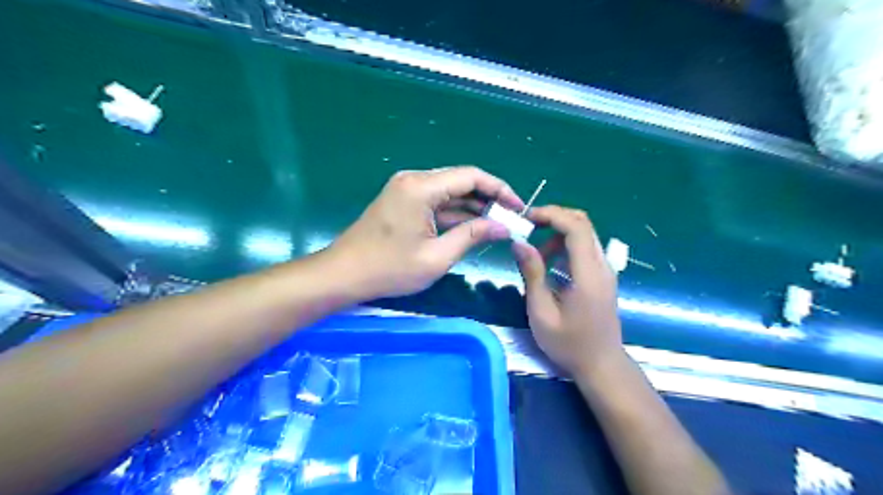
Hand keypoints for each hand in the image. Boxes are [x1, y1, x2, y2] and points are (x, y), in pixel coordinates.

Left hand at [329, 167, 522, 297]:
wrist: (344, 274)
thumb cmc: (389, 268)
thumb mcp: (437, 256)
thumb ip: (472, 236)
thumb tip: (503, 227)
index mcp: (421, 187)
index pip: (471, 176)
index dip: (499, 189)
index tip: (518, 207)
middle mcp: (414, 179)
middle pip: (461, 181)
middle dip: (488, 199)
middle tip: (510, 219)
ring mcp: (406, 189)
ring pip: (449, 192)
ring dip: (473, 207)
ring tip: (497, 224)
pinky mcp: (402, 201)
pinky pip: (436, 201)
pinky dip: (455, 213)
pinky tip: (473, 226)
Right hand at [508, 207, 623, 375]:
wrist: (601, 365)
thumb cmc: (569, 344)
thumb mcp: (542, 312)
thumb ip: (533, 274)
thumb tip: (519, 243)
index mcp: (588, 274)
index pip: (576, 227)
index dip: (552, 215)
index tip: (527, 218)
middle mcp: (602, 266)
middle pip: (583, 224)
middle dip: (553, 218)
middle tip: (528, 228)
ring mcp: (605, 270)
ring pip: (584, 234)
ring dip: (557, 234)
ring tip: (535, 255)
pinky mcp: (603, 276)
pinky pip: (585, 249)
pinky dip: (565, 246)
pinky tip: (550, 265)